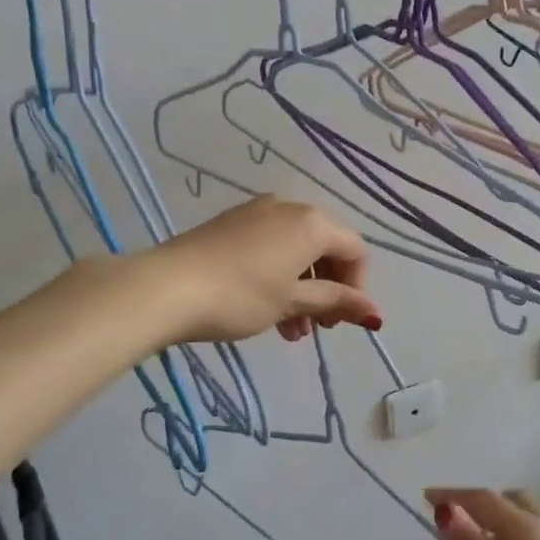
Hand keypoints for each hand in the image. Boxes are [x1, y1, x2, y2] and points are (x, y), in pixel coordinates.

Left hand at [144, 195, 381, 344]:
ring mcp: (256, 212)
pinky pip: (270, 247)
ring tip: (290, 331)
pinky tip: (266, 311)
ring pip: (296, 251)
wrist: (166, 286)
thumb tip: (373, 312)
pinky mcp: (231, 224)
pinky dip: (278, 277)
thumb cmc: (240, 296)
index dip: (358, 286)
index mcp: (312, 223)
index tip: (342, 320)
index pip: (354, 250)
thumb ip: (335, 302)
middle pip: (326, 248)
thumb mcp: (292, 302)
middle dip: (328, 289)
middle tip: (319, 328)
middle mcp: (289, 208)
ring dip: (302, 290)